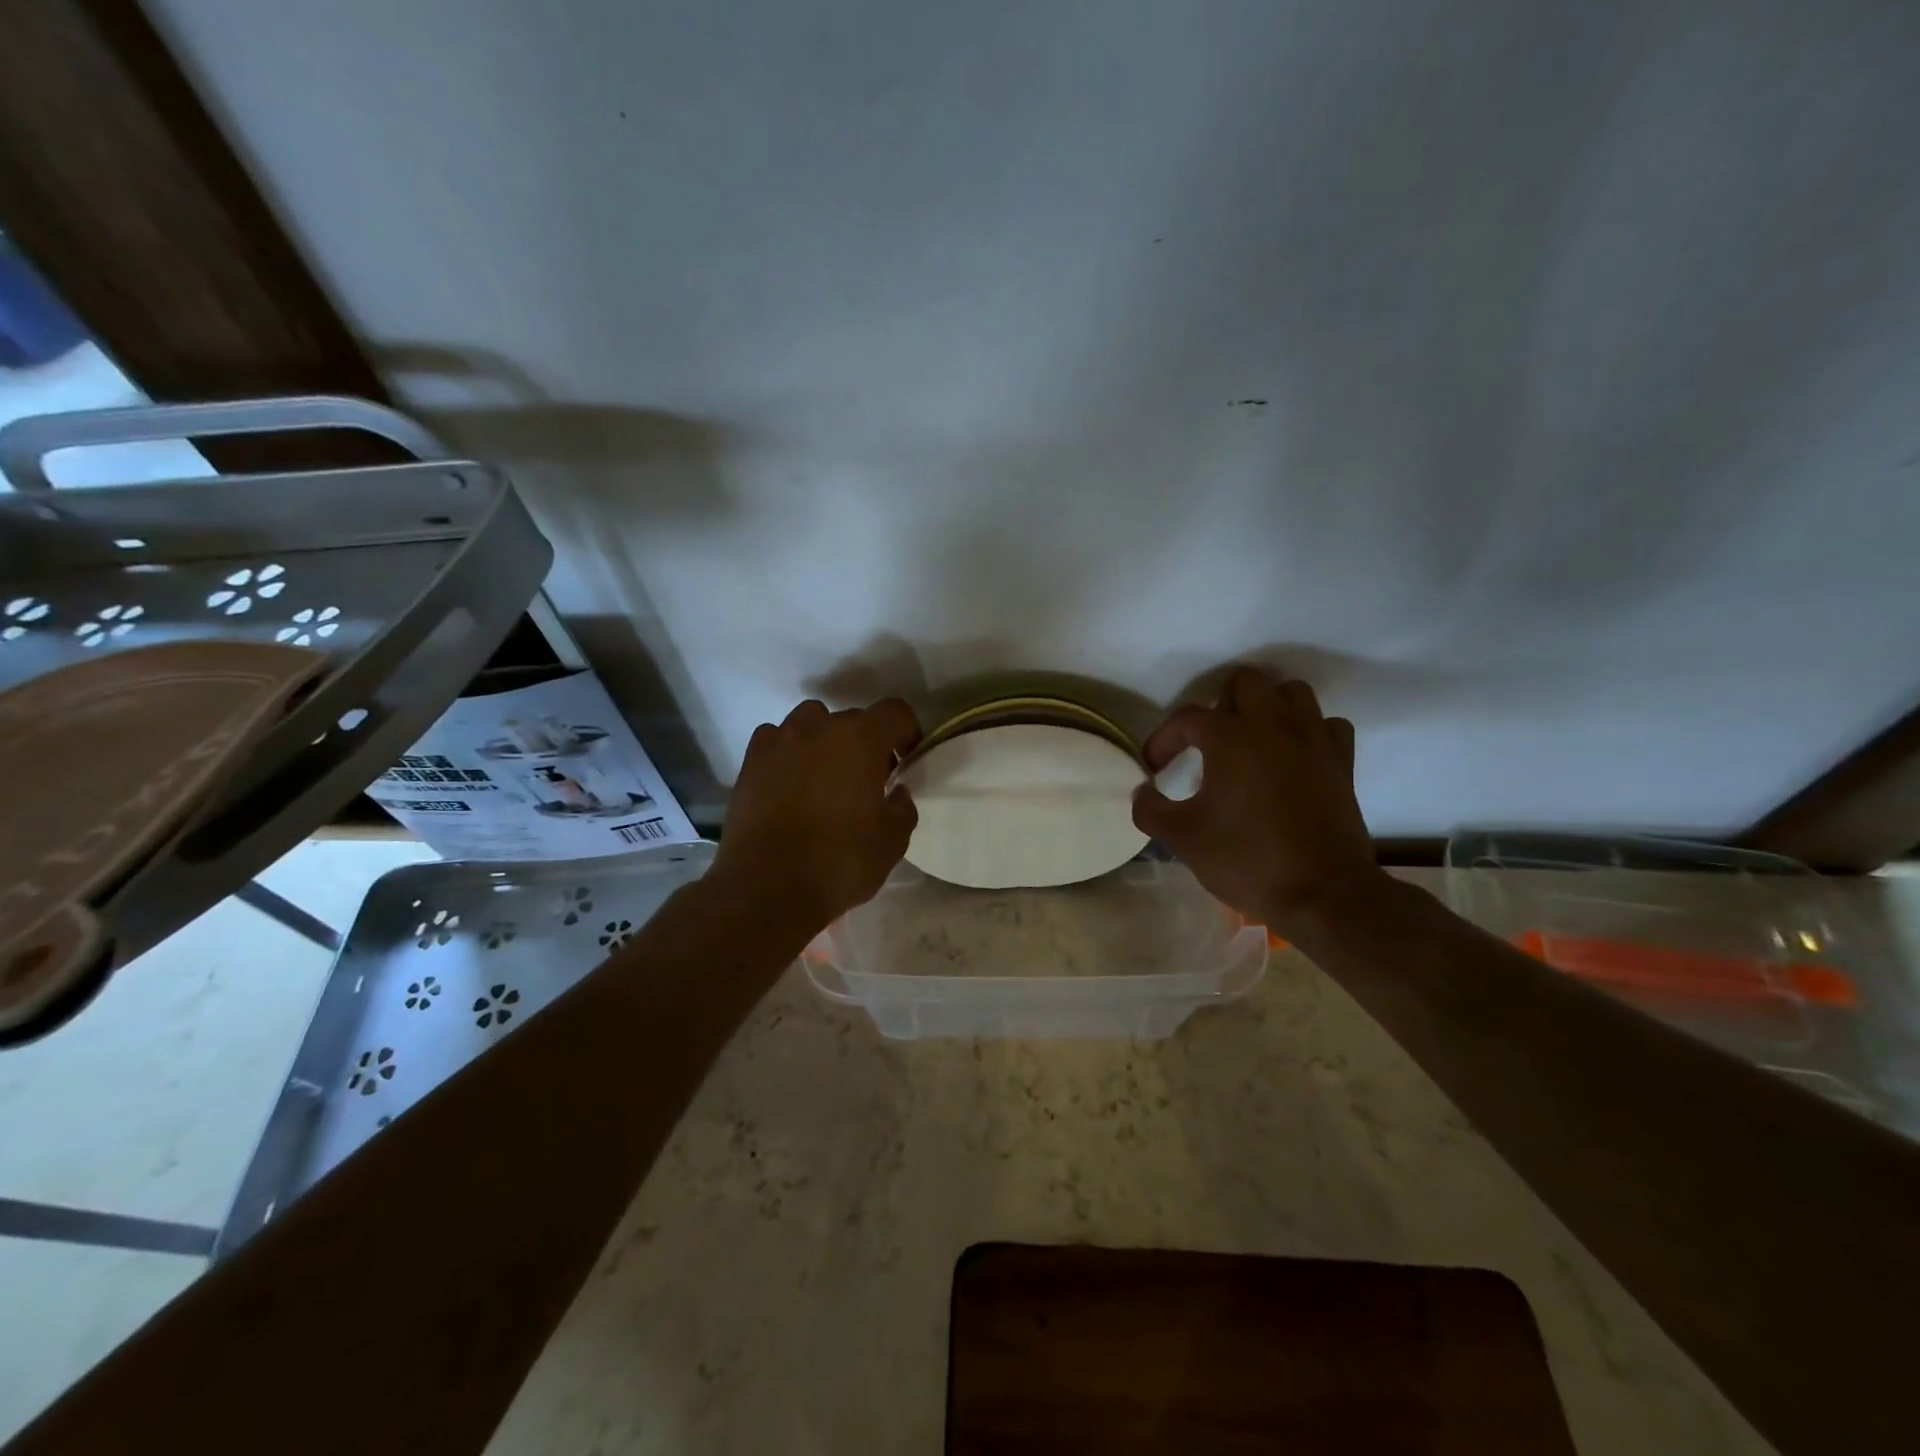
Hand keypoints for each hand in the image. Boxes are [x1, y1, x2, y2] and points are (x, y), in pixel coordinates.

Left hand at [710, 698, 921, 932]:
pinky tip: (791, 783)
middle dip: (866, 743)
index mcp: (861, 739)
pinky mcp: (751, 761)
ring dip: (825, 741)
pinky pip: (777, 740)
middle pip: (853, 718)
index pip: (895, 711)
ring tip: (826, 777)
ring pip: (811, 722)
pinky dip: (789, 753)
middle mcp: (819, 727)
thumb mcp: (892, 842)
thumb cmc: (839, 862)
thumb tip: (896, 791)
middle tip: (868, 779)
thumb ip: (903, 807)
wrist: (767, 888)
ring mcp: (780, 741)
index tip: (906, 761)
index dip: (907, 732)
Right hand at [1132, 667, 1382, 934]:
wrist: (1323, 895)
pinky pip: (1326, 725)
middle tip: (1208, 745)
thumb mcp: (1183, 839)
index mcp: (1231, 738)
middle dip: (1219, 707)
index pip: (1187, 718)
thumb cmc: (1247, 861)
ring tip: (1251, 742)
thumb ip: (1150, 809)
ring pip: (1291, 693)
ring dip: (1267, 708)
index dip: (1163, 740)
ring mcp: (1314, 740)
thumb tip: (1143, 791)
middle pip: (1245, 683)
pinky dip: (1308, 731)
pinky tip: (1293, 757)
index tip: (1155, 769)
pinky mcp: (1342, 762)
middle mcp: (1274, 725)